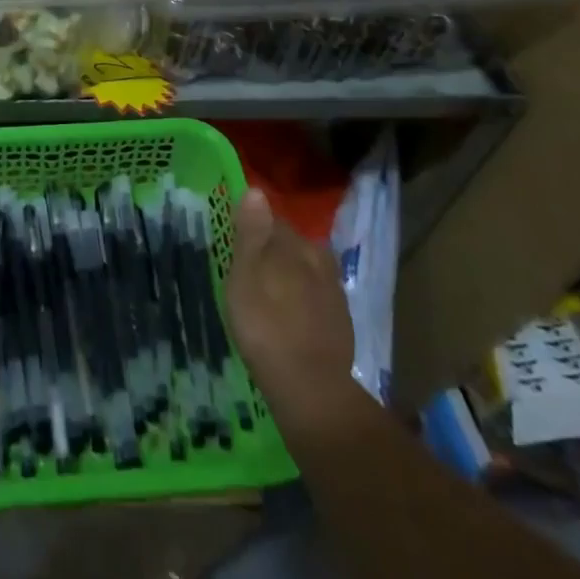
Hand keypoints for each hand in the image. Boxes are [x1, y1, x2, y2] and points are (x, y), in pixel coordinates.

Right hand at [226, 189, 364, 438]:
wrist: (311, 388)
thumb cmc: (265, 326)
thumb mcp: (244, 276)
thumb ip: (251, 232)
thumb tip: (256, 190)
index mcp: (292, 243)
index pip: (271, 218)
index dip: (253, 225)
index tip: (238, 239)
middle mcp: (317, 257)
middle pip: (292, 243)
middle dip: (274, 249)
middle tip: (251, 268)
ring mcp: (333, 290)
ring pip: (307, 268)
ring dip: (291, 274)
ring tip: (271, 292)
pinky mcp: (341, 320)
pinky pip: (317, 294)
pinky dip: (304, 298)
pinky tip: (292, 315)